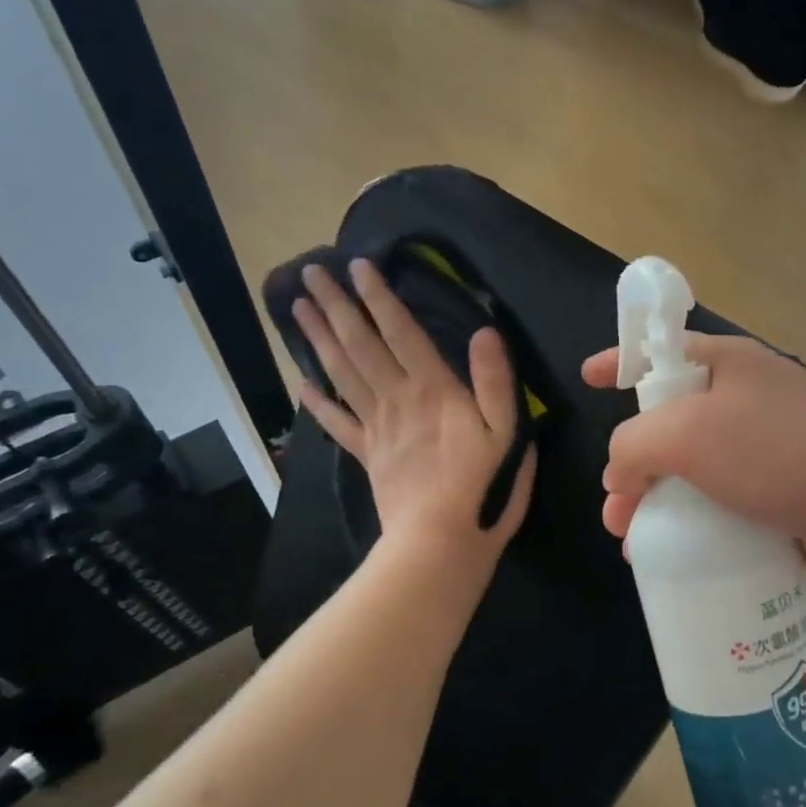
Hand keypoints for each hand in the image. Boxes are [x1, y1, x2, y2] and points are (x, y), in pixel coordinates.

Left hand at [292, 260, 534, 565]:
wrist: (439, 541)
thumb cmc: (482, 487)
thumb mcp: (507, 433)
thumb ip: (495, 382)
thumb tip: (486, 332)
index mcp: (433, 390)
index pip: (401, 333)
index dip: (379, 298)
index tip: (358, 266)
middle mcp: (397, 400)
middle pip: (360, 345)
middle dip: (336, 307)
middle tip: (309, 273)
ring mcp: (377, 428)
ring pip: (342, 374)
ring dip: (319, 339)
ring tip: (298, 309)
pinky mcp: (368, 456)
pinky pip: (337, 424)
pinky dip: (318, 403)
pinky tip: (301, 384)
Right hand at [582, 334, 805, 582]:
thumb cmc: (776, 451)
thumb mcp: (686, 434)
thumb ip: (634, 445)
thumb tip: (621, 476)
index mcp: (726, 365)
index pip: (660, 351)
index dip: (620, 361)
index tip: (587, 378)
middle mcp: (745, 400)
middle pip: (670, 425)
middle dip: (633, 464)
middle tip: (614, 506)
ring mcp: (766, 450)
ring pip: (694, 473)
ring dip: (658, 505)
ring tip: (634, 544)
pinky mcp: (781, 494)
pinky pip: (722, 506)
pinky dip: (695, 527)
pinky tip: (675, 557)